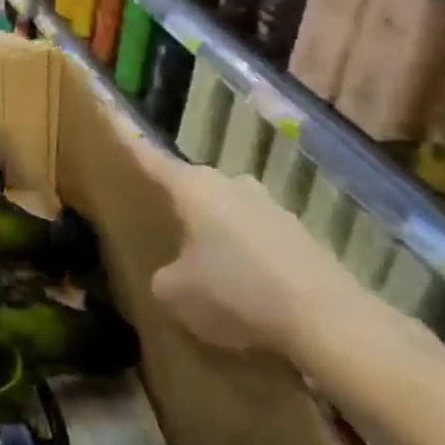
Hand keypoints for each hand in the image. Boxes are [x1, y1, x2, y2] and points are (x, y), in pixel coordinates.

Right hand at [120, 127, 365, 365]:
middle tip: (163, 231)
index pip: (152, 160)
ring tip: (208, 273)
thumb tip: (173, 276)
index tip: (114, 123)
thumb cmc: (235, 291)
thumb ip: (163, 277)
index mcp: (194, 187)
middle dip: (180, 208)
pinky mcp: (303, 238)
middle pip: (195, 190)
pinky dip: (249, 261)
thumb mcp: (175, 293)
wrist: (330, 321)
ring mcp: (273, 208)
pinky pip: (260, 243)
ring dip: (218, 236)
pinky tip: (249, 295)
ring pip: (230, 216)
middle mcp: (233, 185)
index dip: (130, 146)